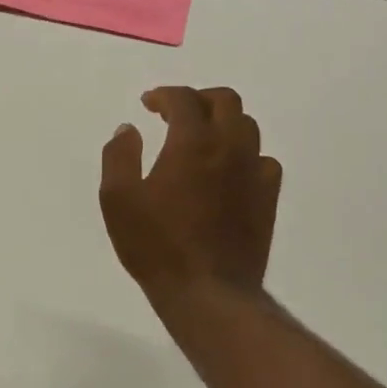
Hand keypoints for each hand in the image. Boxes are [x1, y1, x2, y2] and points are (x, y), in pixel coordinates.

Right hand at [99, 87, 282, 309]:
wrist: (208, 292)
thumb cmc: (156, 245)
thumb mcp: (118, 199)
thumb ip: (119, 156)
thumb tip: (128, 130)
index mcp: (193, 143)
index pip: (184, 99)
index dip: (164, 95)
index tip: (147, 104)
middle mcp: (230, 148)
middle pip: (226, 101)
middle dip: (198, 99)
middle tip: (174, 114)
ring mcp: (255, 173)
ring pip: (248, 127)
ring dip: (222, 123)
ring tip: (199, 139)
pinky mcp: (268, 198)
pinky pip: (263, 160)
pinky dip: (244, 154)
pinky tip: (227, 171)